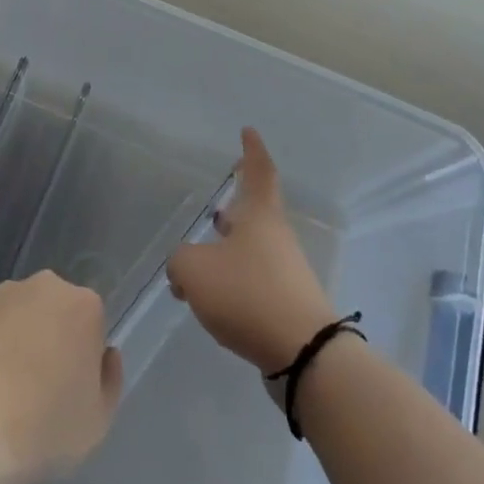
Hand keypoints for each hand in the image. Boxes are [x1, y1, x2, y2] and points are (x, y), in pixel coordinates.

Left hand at [0, 271, 122, 483]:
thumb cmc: (44, 428)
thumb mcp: (99, 421)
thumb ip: (110, 380)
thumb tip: (105, 355)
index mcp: (84, 305)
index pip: (91, 325)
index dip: (82, 357)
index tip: (69, 387)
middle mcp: (46, 286)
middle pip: (56, 310)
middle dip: (52, 337)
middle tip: (38, 385)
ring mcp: (3, 292)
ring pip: (21, 312)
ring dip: (19, 336)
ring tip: (3, 385)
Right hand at [169, 129, 335, 372]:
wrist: (302, 352)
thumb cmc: (247, 294)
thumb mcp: (195, 270)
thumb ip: (180, 262)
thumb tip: (183, 268)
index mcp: (259, 216)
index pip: (259, 171)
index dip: (252, 150)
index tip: (248, 131)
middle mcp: (276, 236)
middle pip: (257, 211)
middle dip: (239, 204)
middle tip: (222, 199)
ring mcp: (285, 270)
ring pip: (253, 247)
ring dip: (231, 245)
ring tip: (205, 252)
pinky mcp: (286, 302)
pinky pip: (254, 278)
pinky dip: (233, 277)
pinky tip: (213, 295)